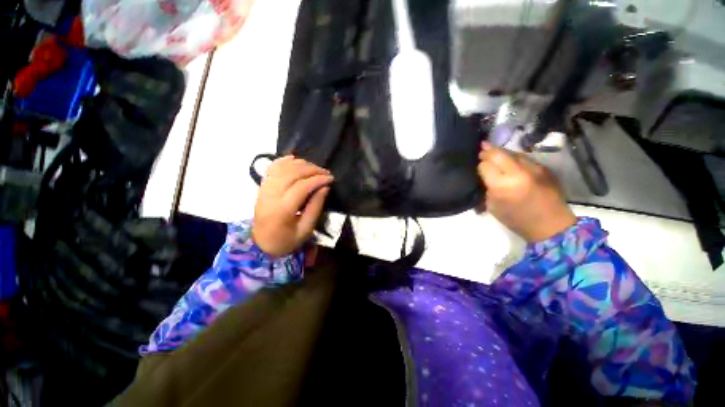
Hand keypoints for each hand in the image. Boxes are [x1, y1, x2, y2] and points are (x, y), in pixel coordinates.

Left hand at [252, 156, 332, 256]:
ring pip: (282, 168)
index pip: (301, 187)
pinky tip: (296, 160)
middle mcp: (270, 196)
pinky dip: (284, 161)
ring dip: (301, 164)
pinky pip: (272, 168)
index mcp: (282, 210)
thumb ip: (315, 207)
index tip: (331, 178)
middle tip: (326, 173)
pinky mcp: (262, 186)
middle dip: (312, 169)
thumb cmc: (286, 240)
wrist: (261, 244)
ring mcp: (263, 189)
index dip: (318, 180)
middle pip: (292, 174)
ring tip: (315, 169)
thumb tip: (325, 187)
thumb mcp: (306, 230)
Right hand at [477, 142, 575, 241]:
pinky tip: (511, 162)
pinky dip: (514, 158)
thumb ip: (487, 187)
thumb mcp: (492, 206)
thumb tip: (484, 173)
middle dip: (488, 151)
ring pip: (512, 152)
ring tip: (494, 153)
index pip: (485, 165)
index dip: (480, 165)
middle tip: (482, 150)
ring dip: (501, 152)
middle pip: (498, 153)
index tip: (478, 169)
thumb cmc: (516, 219)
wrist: (550, 225)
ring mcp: (534, 168)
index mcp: (502, 185)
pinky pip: (524, 158)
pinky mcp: (544, 167)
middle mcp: (518, 172)